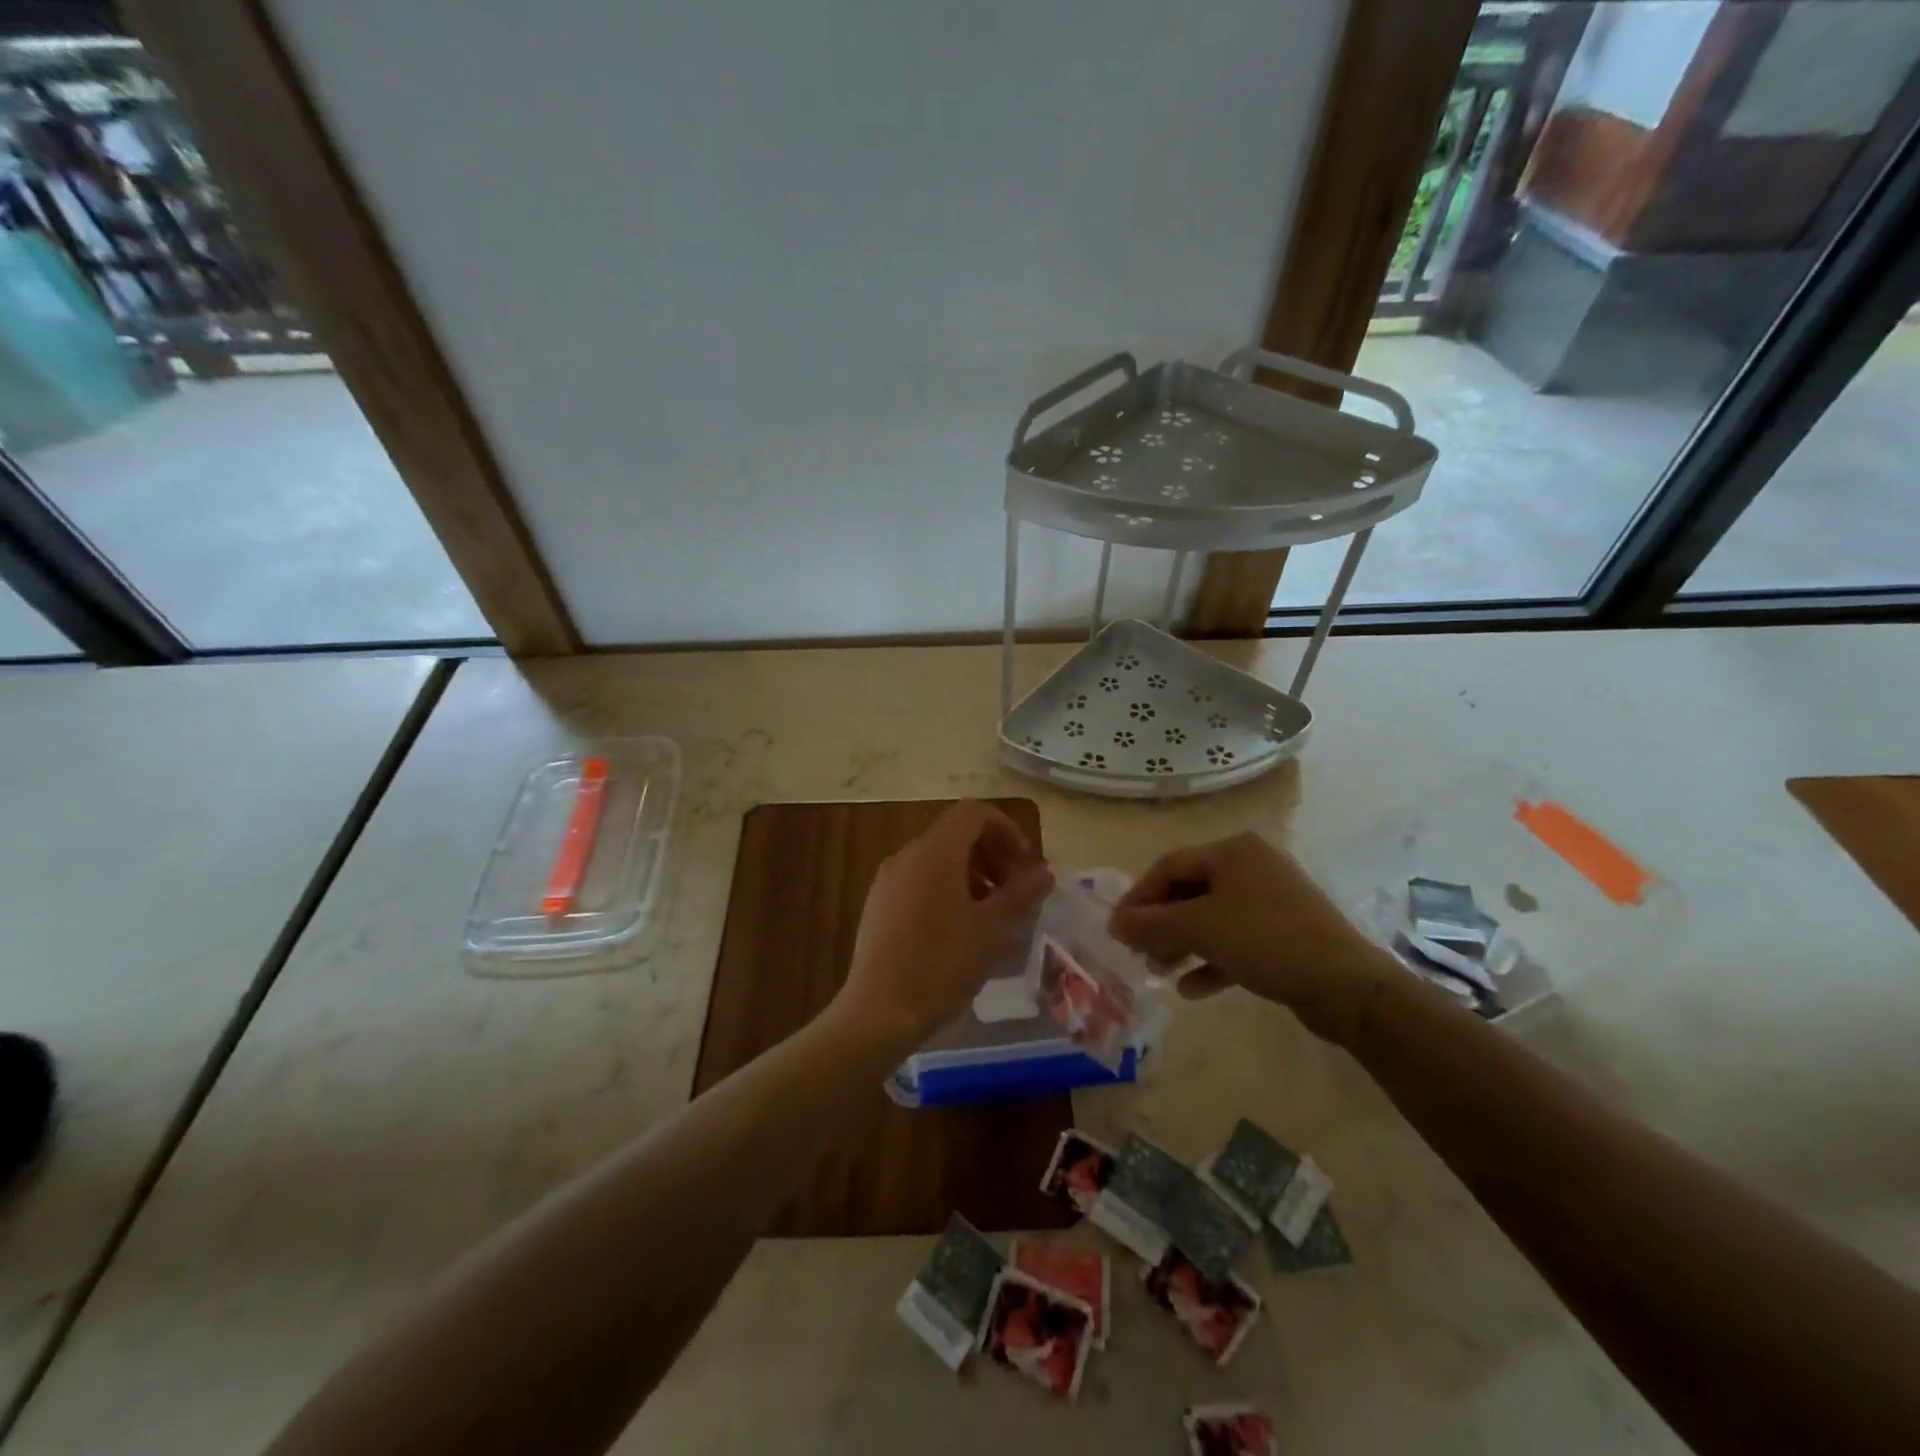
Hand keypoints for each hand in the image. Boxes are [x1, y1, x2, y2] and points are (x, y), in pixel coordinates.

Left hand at [831, 802, 1054, 1054]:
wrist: (878, 1013)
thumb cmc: (941, 965)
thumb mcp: (992, 930)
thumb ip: (1021, 894)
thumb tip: (1044, 872)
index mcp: (934, 853)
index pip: (973, 813)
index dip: (1006, 829)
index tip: (1026, 864)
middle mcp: (906, 856)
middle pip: (956, 835)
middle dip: (993, 854)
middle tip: (1016, 891)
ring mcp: (888, 882)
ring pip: (938, 860)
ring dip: (973, 874)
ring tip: (993, 914)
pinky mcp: (879, 906)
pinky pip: (920, 881)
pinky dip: (948, 890)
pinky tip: (962, 931)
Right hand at [1108, 832, 1392, 1046]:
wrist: (1347, 986)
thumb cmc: (1266, 941)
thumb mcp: (1200, 928)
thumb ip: (1151, 923)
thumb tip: (1114, 923)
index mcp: (1233, 851)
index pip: (1169, 866)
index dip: (1139, 897)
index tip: (1117, 929)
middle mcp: (1251, 867)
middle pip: (1189, 892)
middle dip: (1160, 925)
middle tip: (1137, 952)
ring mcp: (1270, 901)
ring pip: (1211, 918)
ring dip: (1181, 944)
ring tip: (1159, 972)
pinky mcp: (1283, 934)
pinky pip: (1235, 941)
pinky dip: (1211, 960)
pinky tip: (1191, 989)